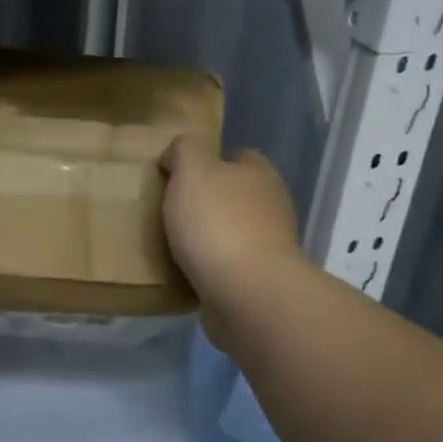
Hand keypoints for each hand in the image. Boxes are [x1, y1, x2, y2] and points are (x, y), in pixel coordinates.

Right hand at [159, 135, 302, 324]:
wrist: (246, 292)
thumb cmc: (217, 223)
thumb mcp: (192, 170)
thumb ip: (185, 149)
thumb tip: (178, 155)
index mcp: (260, 173)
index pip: (238, 156)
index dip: (209, 161)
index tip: (177, 176)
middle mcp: (272, 205)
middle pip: (235, 194)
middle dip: (207, 201)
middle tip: (170, 210)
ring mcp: (270, 245)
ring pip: (233, 230)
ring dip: (208, 236)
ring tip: (172, 244)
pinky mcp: (260, 279)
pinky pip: (229, 265)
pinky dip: (211, 266)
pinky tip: (187, 271)